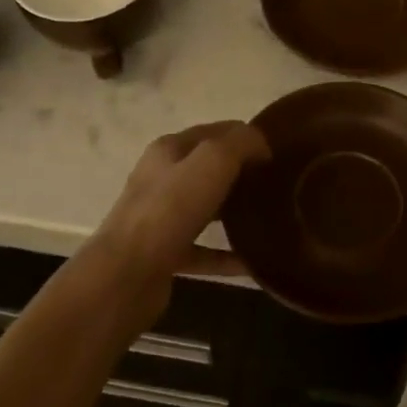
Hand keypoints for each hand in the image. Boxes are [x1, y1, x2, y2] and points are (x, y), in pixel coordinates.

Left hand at [92, 121, 269, 310]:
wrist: (126, 274)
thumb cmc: (169, 209)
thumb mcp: (212, 161)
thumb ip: (240, 144)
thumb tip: (261, 144)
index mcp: (169, 150)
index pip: (214, 132)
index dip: (246, 136)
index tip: (280, 151)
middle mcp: (161, 180)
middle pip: (209, 170)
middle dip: (242, 174)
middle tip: (279, 185)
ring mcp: (160, 219)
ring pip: (206, 209)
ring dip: (234, 212)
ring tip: (269, 218)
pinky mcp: (164, 255)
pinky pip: (203, 250)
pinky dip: (226, 255)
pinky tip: (254, 262)